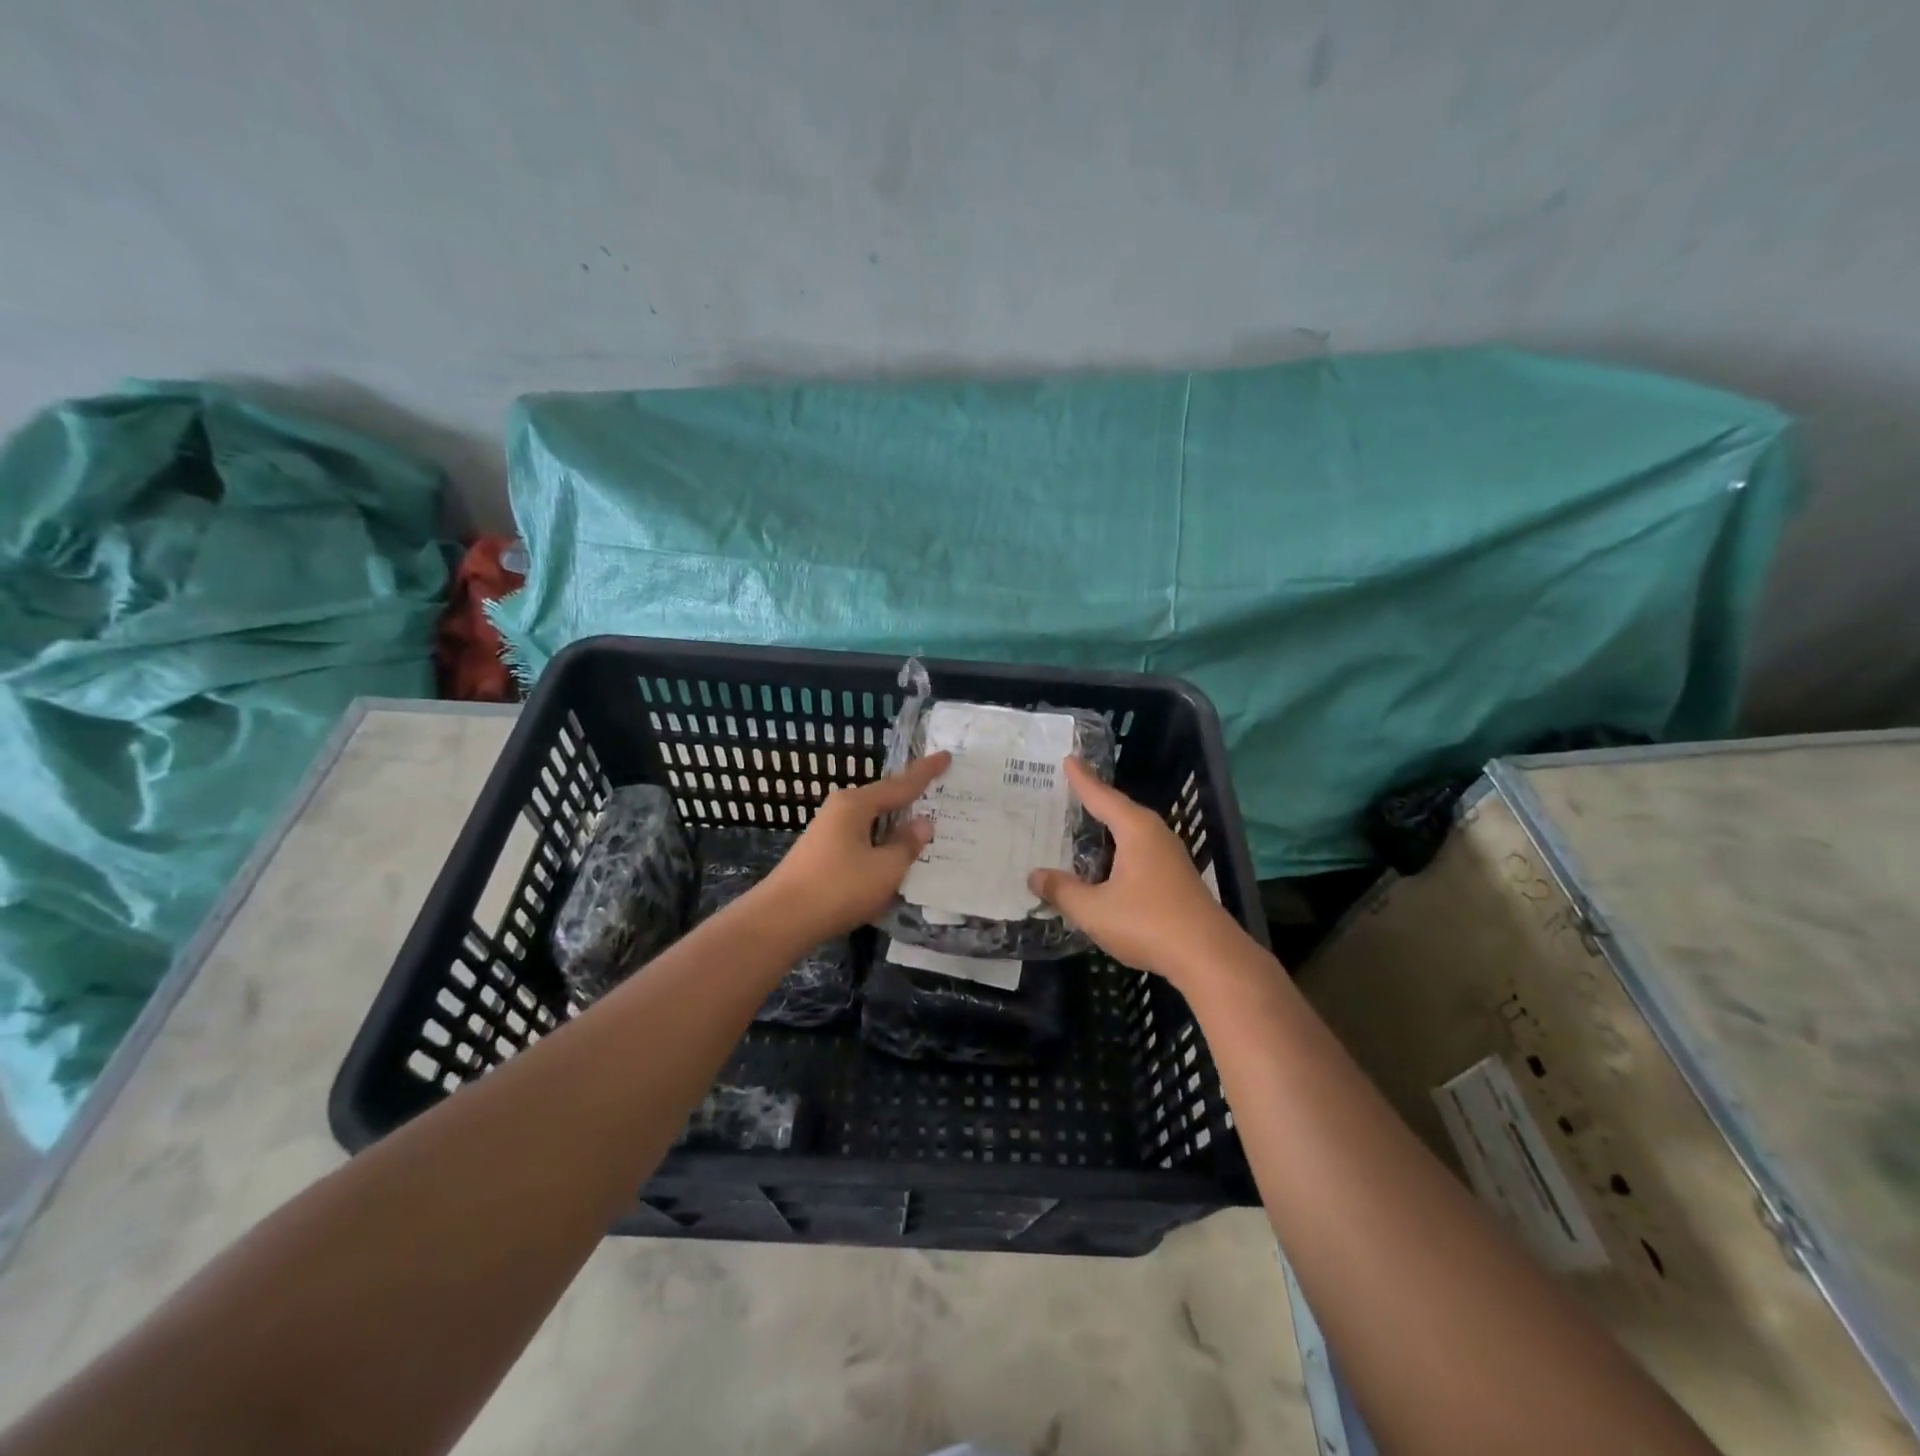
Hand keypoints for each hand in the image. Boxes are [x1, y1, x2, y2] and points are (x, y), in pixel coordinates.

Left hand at [757, 752, 950, 942]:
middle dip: (910, 801)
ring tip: (923, 833)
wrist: (781, 920)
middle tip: (941, 797)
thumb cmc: (838, 888)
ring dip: (895, 830)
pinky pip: (862, 843)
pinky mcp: (823, 856)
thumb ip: (907, 844)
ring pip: (872, 825)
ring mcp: (828, 833)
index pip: (900, 784)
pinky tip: (893, 863)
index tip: (946, 756)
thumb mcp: (885, 869)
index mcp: (856, 804)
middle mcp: (840, 810)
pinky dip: (881, 849)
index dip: (926, 772)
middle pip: (884, 801)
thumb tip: (922, 823)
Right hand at [1027, 758, 1244, 984]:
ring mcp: (1171, 857)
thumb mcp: (1094, 910)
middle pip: (1120, 810)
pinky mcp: (1177, 879)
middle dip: (1095, 800)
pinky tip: (1109, 865)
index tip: (1068, 759)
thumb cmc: (1148, 923)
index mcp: (1136, 830)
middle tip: (1070, 789)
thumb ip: (1063, 891)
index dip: (1082, 780)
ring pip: (1132, 833)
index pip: (1102, 797)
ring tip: (1085, 824)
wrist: (1209, 957)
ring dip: (1109, 828)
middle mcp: (1155, 835)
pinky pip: (1141, 852)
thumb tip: (1034, 875)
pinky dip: (1120, 850)